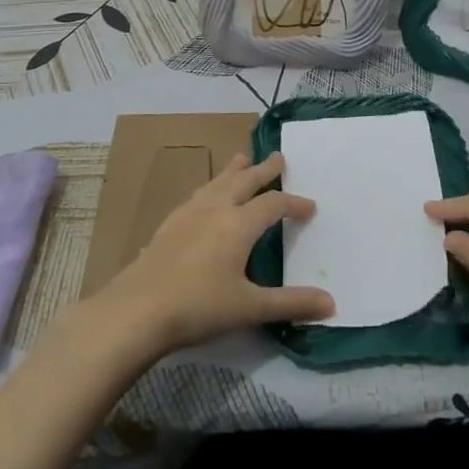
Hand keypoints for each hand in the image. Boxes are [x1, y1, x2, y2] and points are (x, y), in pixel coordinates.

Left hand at [94, 153, 334, 355]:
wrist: (136, 311)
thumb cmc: (198, 307)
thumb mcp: (250, 308)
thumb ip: (291, 303)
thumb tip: (332, 304)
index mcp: (239, 224)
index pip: (274, 204)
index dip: (294, 203)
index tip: (310, 207)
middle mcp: (216, 209)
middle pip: (245, 181)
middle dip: (264, 170)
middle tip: (278, 157)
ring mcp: (188, 214)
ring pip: (217, 182)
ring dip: (234, 170)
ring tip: (241, 158)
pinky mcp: (168, 225)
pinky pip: (197, 194)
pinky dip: (211, 187)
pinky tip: (205, 196)